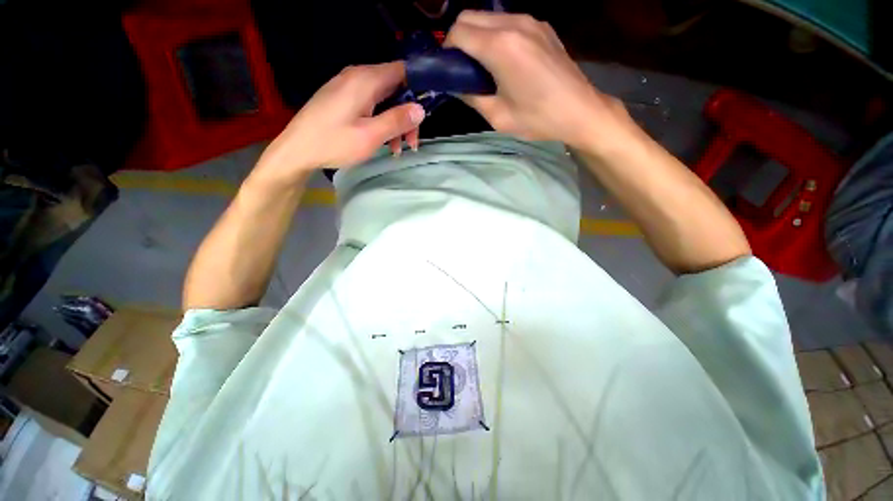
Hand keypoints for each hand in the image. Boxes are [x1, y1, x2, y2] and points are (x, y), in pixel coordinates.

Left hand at [257, 62, 424, 184]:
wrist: (296, 150)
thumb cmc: (333, 143)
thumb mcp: (370, 135)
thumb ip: (396, 120)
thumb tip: (421, 109)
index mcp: (366, 79)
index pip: (403, 71)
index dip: (419, 86)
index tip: (427, 110)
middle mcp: (358, 76)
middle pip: (395, 88)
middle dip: (407, 115)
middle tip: (411, 142)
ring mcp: (348, 86)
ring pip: (384, 99)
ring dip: (395, 123)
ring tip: (397, 149)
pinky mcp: (343, 98)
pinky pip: (371, 104)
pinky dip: (381, 121)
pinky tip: (383, 142)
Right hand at [445, 11, 629, 148]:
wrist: (580, 110)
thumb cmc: (537, 119)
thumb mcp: (497, 116)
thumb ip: (471, 97)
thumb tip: (456, 87)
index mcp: (500, 47)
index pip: (458, 32)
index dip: (447, 50)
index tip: (450, 70)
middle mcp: (513, 23)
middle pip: (469, 16)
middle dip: (458, 39)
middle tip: (464, 69)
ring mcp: (530, 21)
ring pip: (488, 16)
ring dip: (477, 36)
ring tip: (484, 67)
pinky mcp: (541, 26)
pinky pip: (508, 22)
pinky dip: (496, 36)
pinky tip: (504, 61)